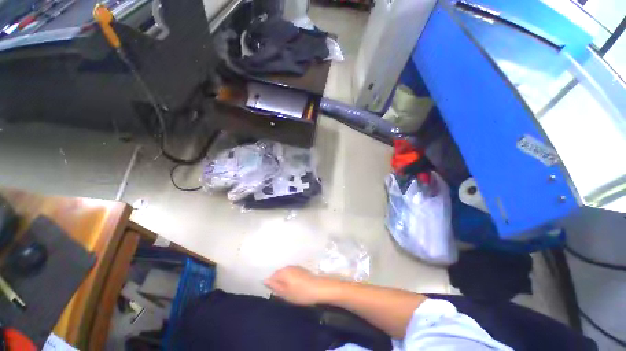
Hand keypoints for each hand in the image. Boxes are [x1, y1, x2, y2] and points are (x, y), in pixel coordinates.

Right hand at [264, 266, 336, 305]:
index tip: (276, 294)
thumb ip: (274, 286)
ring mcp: (296, 267)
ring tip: (290, 292)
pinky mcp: (302, 269)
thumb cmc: (300, 292)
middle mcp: (289, 266)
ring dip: (285, 282)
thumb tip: (265, 280)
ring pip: (286, 274)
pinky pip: (292, 274)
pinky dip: (291, 280)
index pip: (272, 277)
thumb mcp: (285, 293)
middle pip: (279, 274)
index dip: (272, 286)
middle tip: (282, 294)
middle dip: (279, 283)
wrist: (319, 288)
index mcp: (283, 271)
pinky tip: (296, 287)